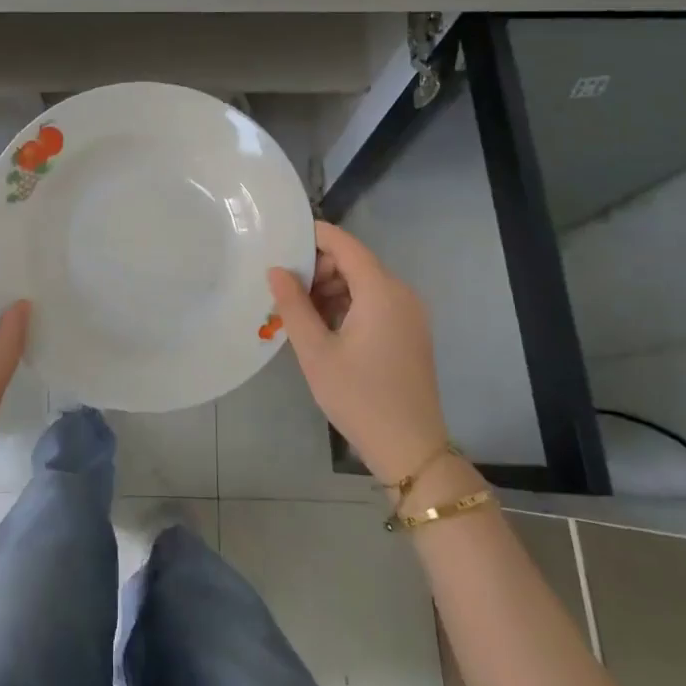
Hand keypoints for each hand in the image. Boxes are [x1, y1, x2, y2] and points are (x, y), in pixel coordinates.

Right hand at [267, 221, 449, 485]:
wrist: (410, 449)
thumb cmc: (358, 397)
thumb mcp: (315, 351)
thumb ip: (293, 305)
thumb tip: (276, 270)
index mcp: (381, 291)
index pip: (344, 244)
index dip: (312, 236)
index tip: (279, 241)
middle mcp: (401, 293)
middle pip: (354, 261)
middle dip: (318, 268)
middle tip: (283, 290)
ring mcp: (410, 313)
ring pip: (364, 283)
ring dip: (331, 288)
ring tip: (299, 313)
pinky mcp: (410, 331)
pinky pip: (375, 302)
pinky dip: (348, 304)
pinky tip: (323, 327)